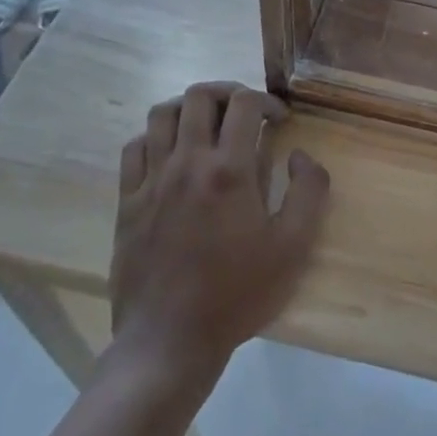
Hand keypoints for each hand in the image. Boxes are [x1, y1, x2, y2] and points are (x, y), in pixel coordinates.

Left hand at [107, 82, 329, 380]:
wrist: (169, 342)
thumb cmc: (237, 294)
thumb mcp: (293, 247)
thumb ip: (309, 191)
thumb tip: (301, 155)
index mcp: (229, 170)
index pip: (244, 104)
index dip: (266, 100)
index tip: (279, 119)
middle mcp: (187, 163)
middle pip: (199, 96)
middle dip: (227, 93)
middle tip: (244, 113)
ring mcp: (151, 180)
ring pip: (162, 114)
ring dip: (189, 109)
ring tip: (207, 126)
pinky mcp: (127, 201)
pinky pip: (135, 148)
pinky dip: (155, 138)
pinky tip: (171, 155)